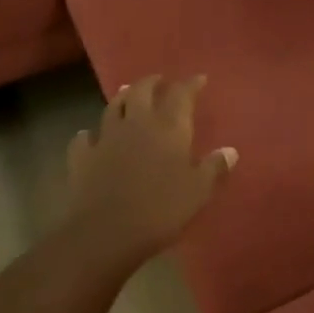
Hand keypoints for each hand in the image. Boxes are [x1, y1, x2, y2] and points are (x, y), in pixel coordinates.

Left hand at [64, 75, 235, 272]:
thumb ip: (214, 168)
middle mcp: (137, 123)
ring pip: (113, 107)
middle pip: (142, 90)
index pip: (182, 94)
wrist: (105, 234)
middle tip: (160, 80)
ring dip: (122, 97)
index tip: (200, 79)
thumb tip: (230, 150)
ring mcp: (106, 137)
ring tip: (127, 93)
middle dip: (152, 82)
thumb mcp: (198, 191)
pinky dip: (89, 134)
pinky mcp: (82, 157)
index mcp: (169, 127)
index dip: (191, 84)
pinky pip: (84, 138)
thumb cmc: (160, 209)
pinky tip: (91, 137)